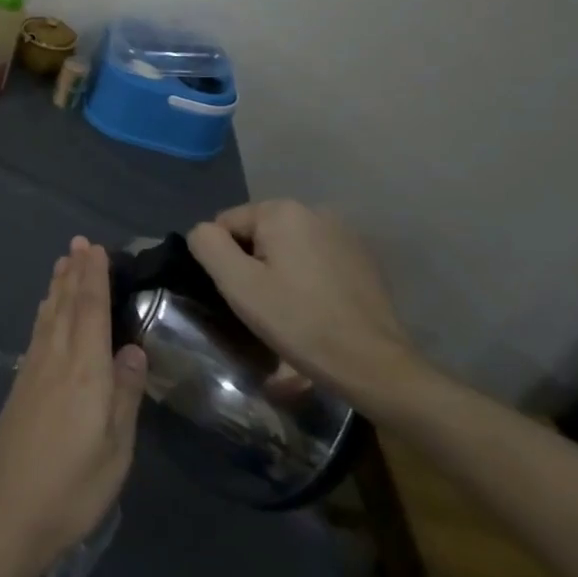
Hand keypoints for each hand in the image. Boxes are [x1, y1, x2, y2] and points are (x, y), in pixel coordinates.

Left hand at [0, 237, 147, 576]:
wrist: (6, 512)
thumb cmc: (71, 488)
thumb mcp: (115, 451)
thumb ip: (125, 397)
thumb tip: (132, 350)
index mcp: (84, 373)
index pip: (90, 312)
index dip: (93, 278)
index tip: (95, 248)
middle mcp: (55, 361)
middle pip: (65, 307)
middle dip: (74, 273)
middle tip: (78, 243)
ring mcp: (32, 372)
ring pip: (47, 317)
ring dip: (56, 288)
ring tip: (63, 264)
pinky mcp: (20, 387)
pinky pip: (36, 334)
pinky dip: (44, 313)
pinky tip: (45, 312)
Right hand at [187, 200, 419, 404]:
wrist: (375, 366)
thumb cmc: (299, 321)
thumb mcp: (237, 284)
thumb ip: (207, 245)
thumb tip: (203, 232)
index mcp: (283, 210)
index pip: (226, 224)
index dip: (225, 261)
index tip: (244, 294)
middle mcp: (315, 211)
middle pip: (257, 234)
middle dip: (252, 264)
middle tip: (263, 304)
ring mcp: (344, 234)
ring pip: (285, 247)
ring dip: (278, 271)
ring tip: (289, 309)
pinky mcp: (362, 259)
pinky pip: (313, 260)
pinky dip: (305, 278)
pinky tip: (315, 308)